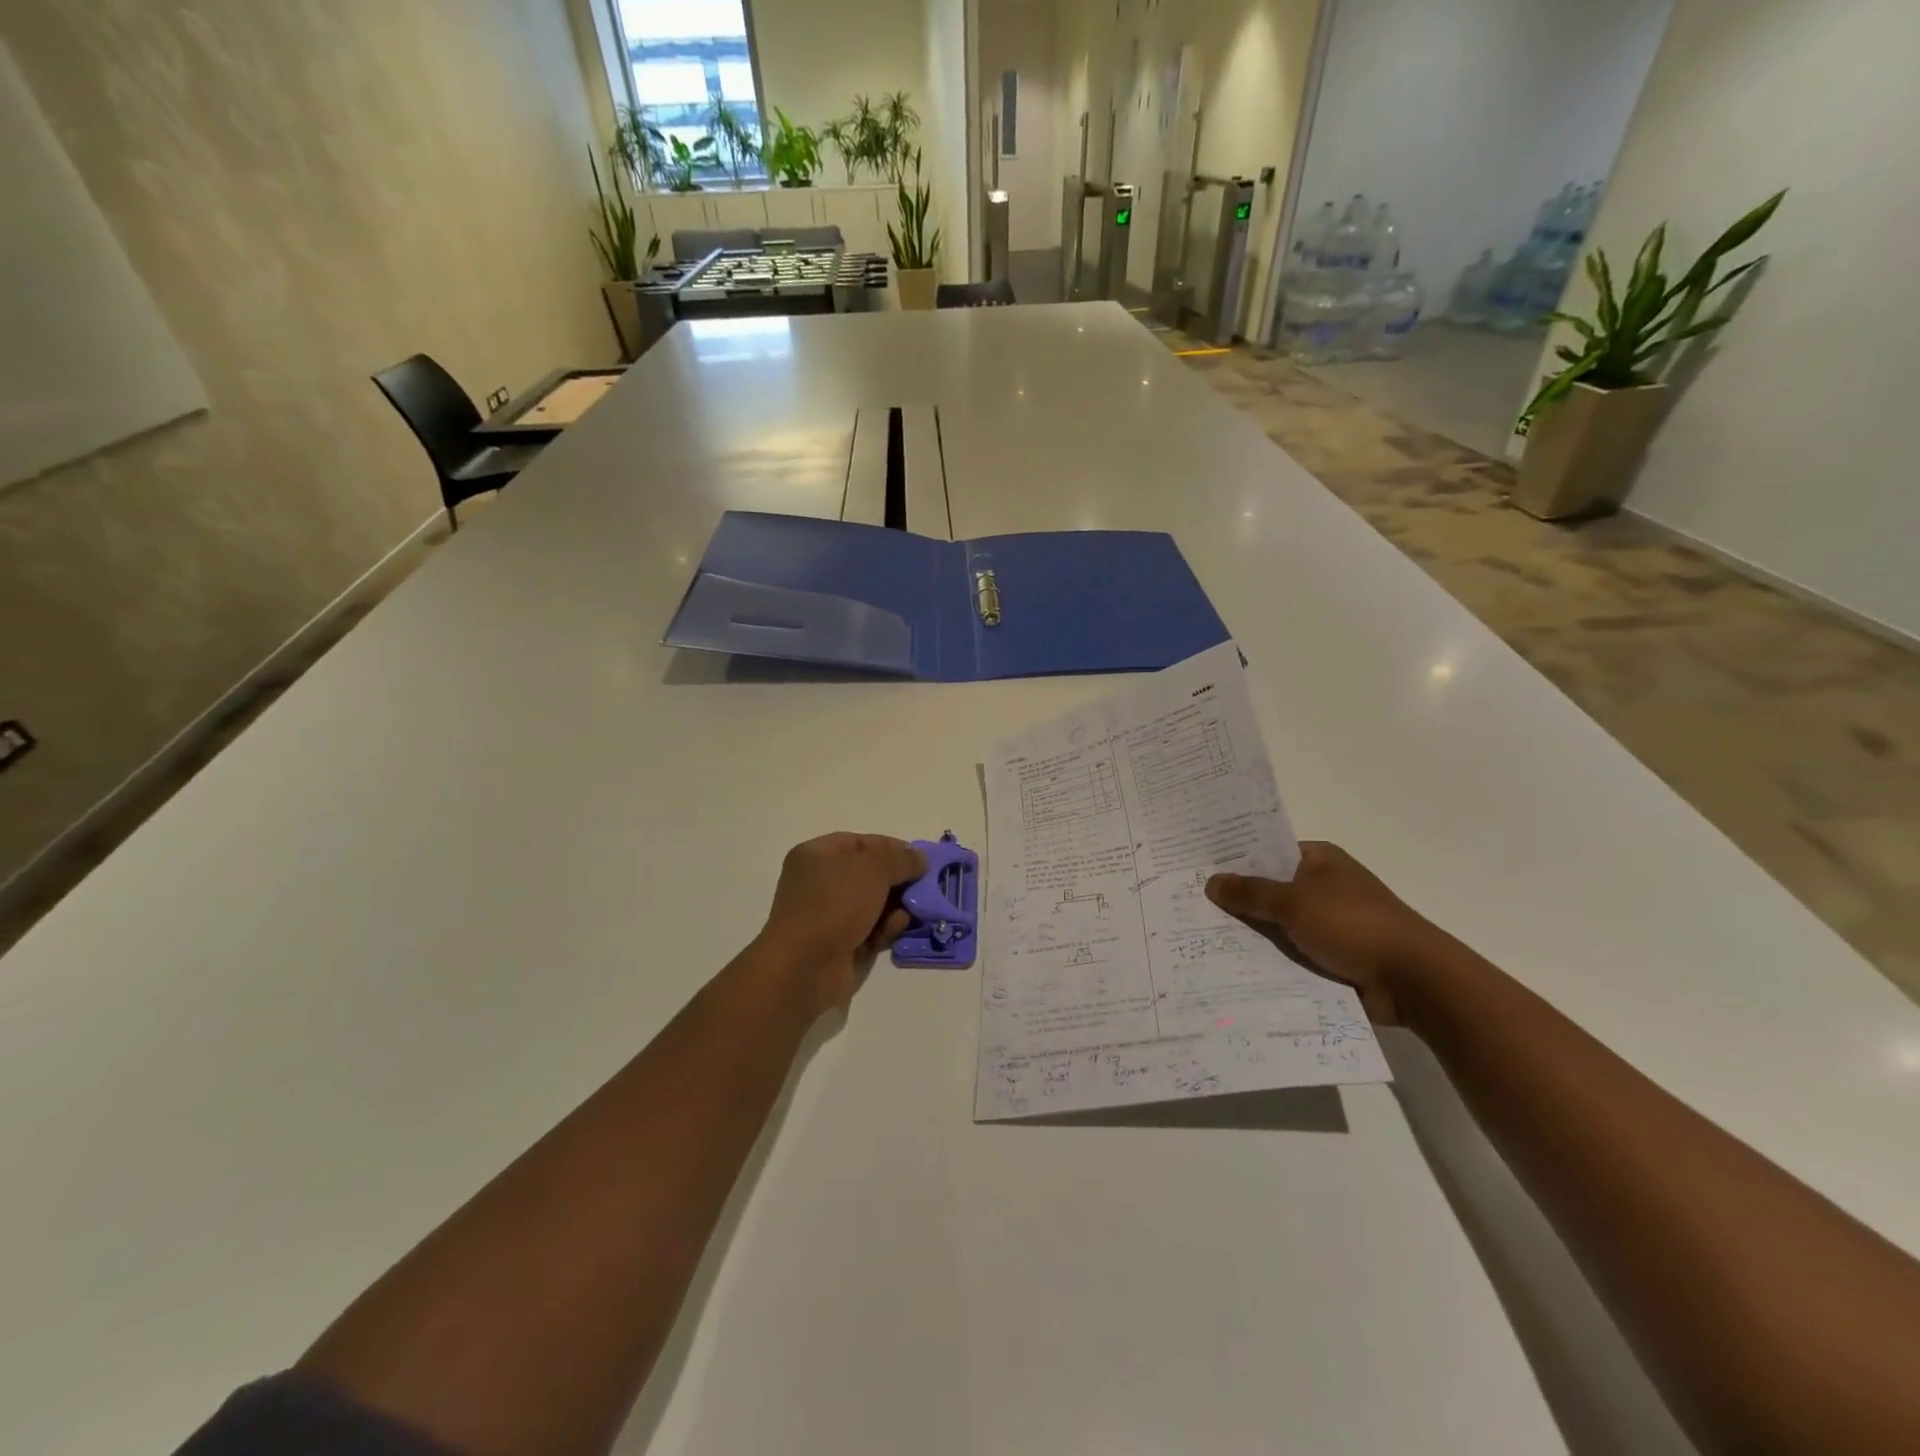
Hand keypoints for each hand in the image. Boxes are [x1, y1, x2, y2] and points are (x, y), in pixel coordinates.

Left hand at [757, 833, 928, 1012]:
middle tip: (926, 885)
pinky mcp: (839, 945)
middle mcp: (819, 884)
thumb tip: (920, 858)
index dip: (890, 847)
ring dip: (897, 905)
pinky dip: (887, 928)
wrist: (804, 968)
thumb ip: (900, 859)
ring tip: (917, 908)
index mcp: (816, 856)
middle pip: (868, 875)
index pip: (859, 843)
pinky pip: (870, 930)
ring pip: (872, 904)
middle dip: (898, 879)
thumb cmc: (834, 905)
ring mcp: (828, 917)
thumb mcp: (872, 870)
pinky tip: (900, 927)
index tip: (920, 858)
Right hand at [1206, 842, 1444, 1023]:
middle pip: (1269, 890)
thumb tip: (1211, 881)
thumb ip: (1250, 893)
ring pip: (1277, 926)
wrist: (1413, 981)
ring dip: (1251, 935)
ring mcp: (1329, 923)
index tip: (1196, 869)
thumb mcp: (1294, 902)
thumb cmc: (1353, 925)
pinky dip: (1269, 961)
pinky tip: (1232, 968)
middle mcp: (1323, 887)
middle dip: (1236, 901)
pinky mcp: (1332, 957)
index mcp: (1319, 861)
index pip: (1267, 852)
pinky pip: (1291, 954)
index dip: (1234, 860)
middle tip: (1188, 906)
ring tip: (1200, 939)